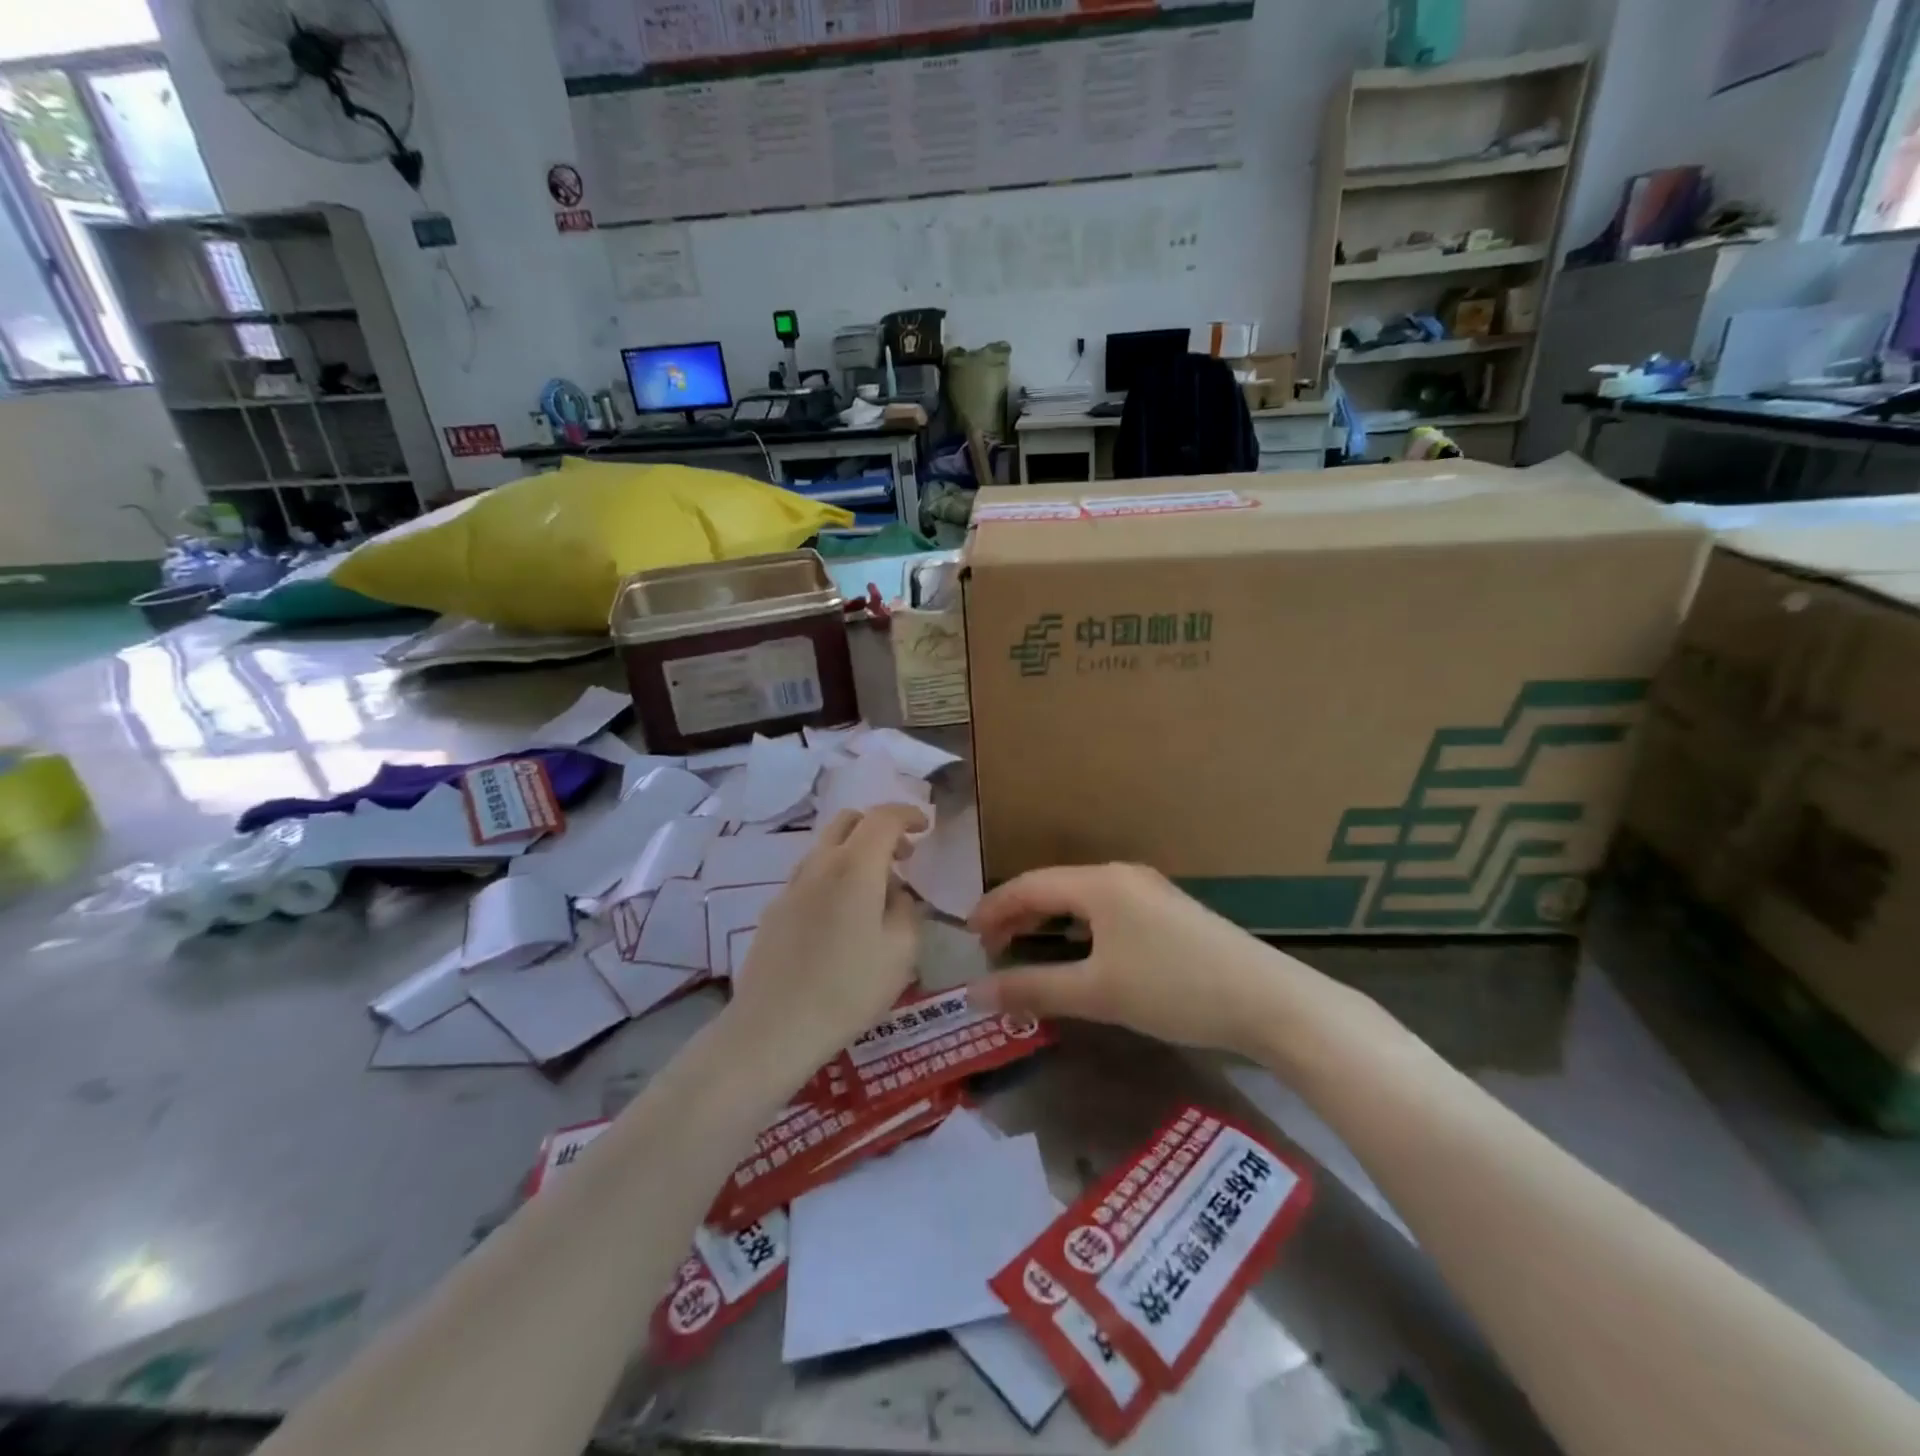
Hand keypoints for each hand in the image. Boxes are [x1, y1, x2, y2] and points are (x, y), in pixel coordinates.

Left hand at [729, 805, 926, 1074]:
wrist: (774, 1027)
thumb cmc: (849, 988)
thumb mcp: (902, 950)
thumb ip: (906, 909)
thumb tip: (896, 893)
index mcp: (854, 865)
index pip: (883, 817)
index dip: (908, 814)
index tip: (925, 826)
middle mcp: (819, 864)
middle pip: (848, 820)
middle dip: (879, 827)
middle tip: (902, 856)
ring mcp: (791, 885)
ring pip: (826, 847)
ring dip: (855, 852)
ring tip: (875, 892)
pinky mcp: (774, 910)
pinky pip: (810, 876)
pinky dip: (834, 876)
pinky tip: (843, 918)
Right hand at [968, 864, 1299, 1058]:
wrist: (1267, 999)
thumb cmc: (1174, 988)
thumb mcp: (1098, 992)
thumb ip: (1033, 989)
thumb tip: (975, 995)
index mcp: (1100, 884)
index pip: (1029, 885)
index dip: (993, 907)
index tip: (967, 935)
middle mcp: (1121, 876)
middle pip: (1054, 886)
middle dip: (1018, 913)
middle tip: (989, 946)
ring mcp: (1149, 891)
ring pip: (1081, 898)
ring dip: (1048, 919)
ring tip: (1025, 945)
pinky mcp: (1169, 912)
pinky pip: (1106, 908)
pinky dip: (1078, 925)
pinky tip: (1080, 950)